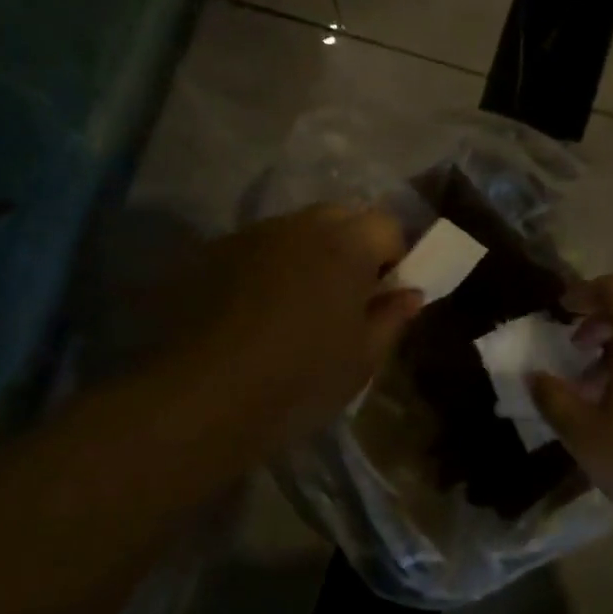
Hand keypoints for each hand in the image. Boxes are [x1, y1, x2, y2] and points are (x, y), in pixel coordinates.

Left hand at [173, 204, 422, 450]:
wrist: (204, 396)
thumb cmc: (300, 379)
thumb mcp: (362, 360)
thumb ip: (391, 318)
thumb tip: (408, 294)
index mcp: (345, 246)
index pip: (387, 225)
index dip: (394, 257)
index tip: (384, 294)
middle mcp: (299, 225)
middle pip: (340, 217)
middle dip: (351, 247)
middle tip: (345, 297)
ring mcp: (251, 234)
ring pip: (295, 231)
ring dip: (307, 254)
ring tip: (295, 305)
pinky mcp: (213, 252)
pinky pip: (257, 248)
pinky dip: (267, 266)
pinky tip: (254, 310)